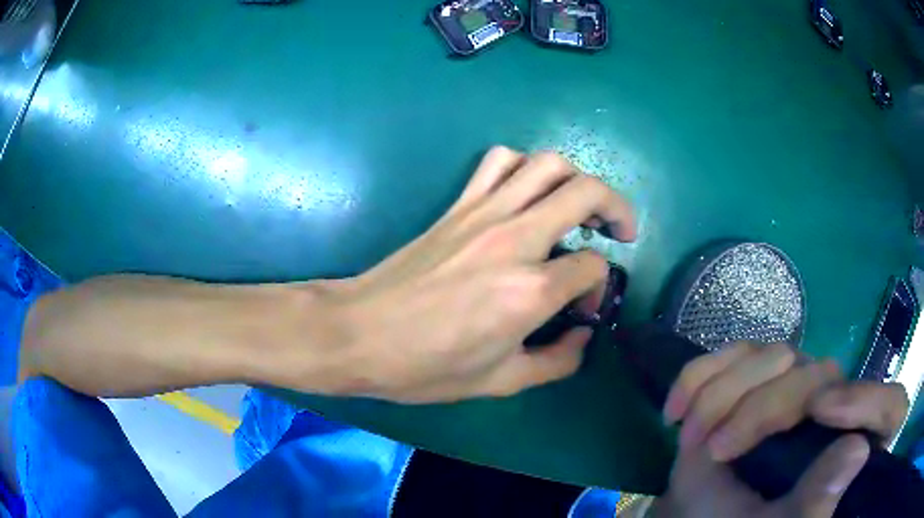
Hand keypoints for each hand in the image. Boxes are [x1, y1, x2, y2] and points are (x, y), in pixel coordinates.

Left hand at [288, 147, 636, 402]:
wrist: (361, 334)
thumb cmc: (426, 367)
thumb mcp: (501, 381)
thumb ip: (557, 362)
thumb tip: (582, 335)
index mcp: (530, 291)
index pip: (592, 267)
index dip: (600, 286)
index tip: (584, 307)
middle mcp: (515, 238)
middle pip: (586, 192)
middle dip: (617, 208)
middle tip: (620, 231)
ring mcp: (484, 212)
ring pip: (547, 163)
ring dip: (576, 178)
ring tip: (580, 205)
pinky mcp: (459, 205)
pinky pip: (499, 161)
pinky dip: (525, 166)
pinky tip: (527, 192)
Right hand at [650, 342, 908, 517]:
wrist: (698, 515)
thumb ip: (814, 503)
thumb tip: (857, 451)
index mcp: (851, 446)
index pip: (891, 409)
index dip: (869, 401)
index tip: (821, 413)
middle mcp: (835, 407)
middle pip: (820, 375)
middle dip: (763, 409)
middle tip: (718, 449)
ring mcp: (797, 385)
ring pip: (775, 354)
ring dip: (723, 394)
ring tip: (692, 440)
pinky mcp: (758, 374)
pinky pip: (735, 351)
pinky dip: (700, 374)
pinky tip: (676, 410)